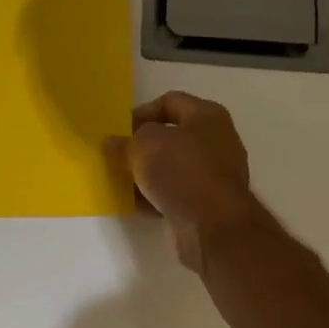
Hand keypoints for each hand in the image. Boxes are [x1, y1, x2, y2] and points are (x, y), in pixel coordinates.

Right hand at [119, 92, 255, 271]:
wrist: (213, 226)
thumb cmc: (180, 172)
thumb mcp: (143, 148)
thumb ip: (124, 142)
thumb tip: (112, 143)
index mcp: (207, 116)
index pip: (169, 101)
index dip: (141, 112)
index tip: (120, 131)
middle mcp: (217, 140)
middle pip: (171, 136)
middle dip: (142, 147)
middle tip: (119, 157)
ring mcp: (216, 173)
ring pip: (172, 167)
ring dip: (148, 174)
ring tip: (123, 182)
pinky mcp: (210, 202)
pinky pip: (177, 192)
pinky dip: (158, 196)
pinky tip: (138, 205)